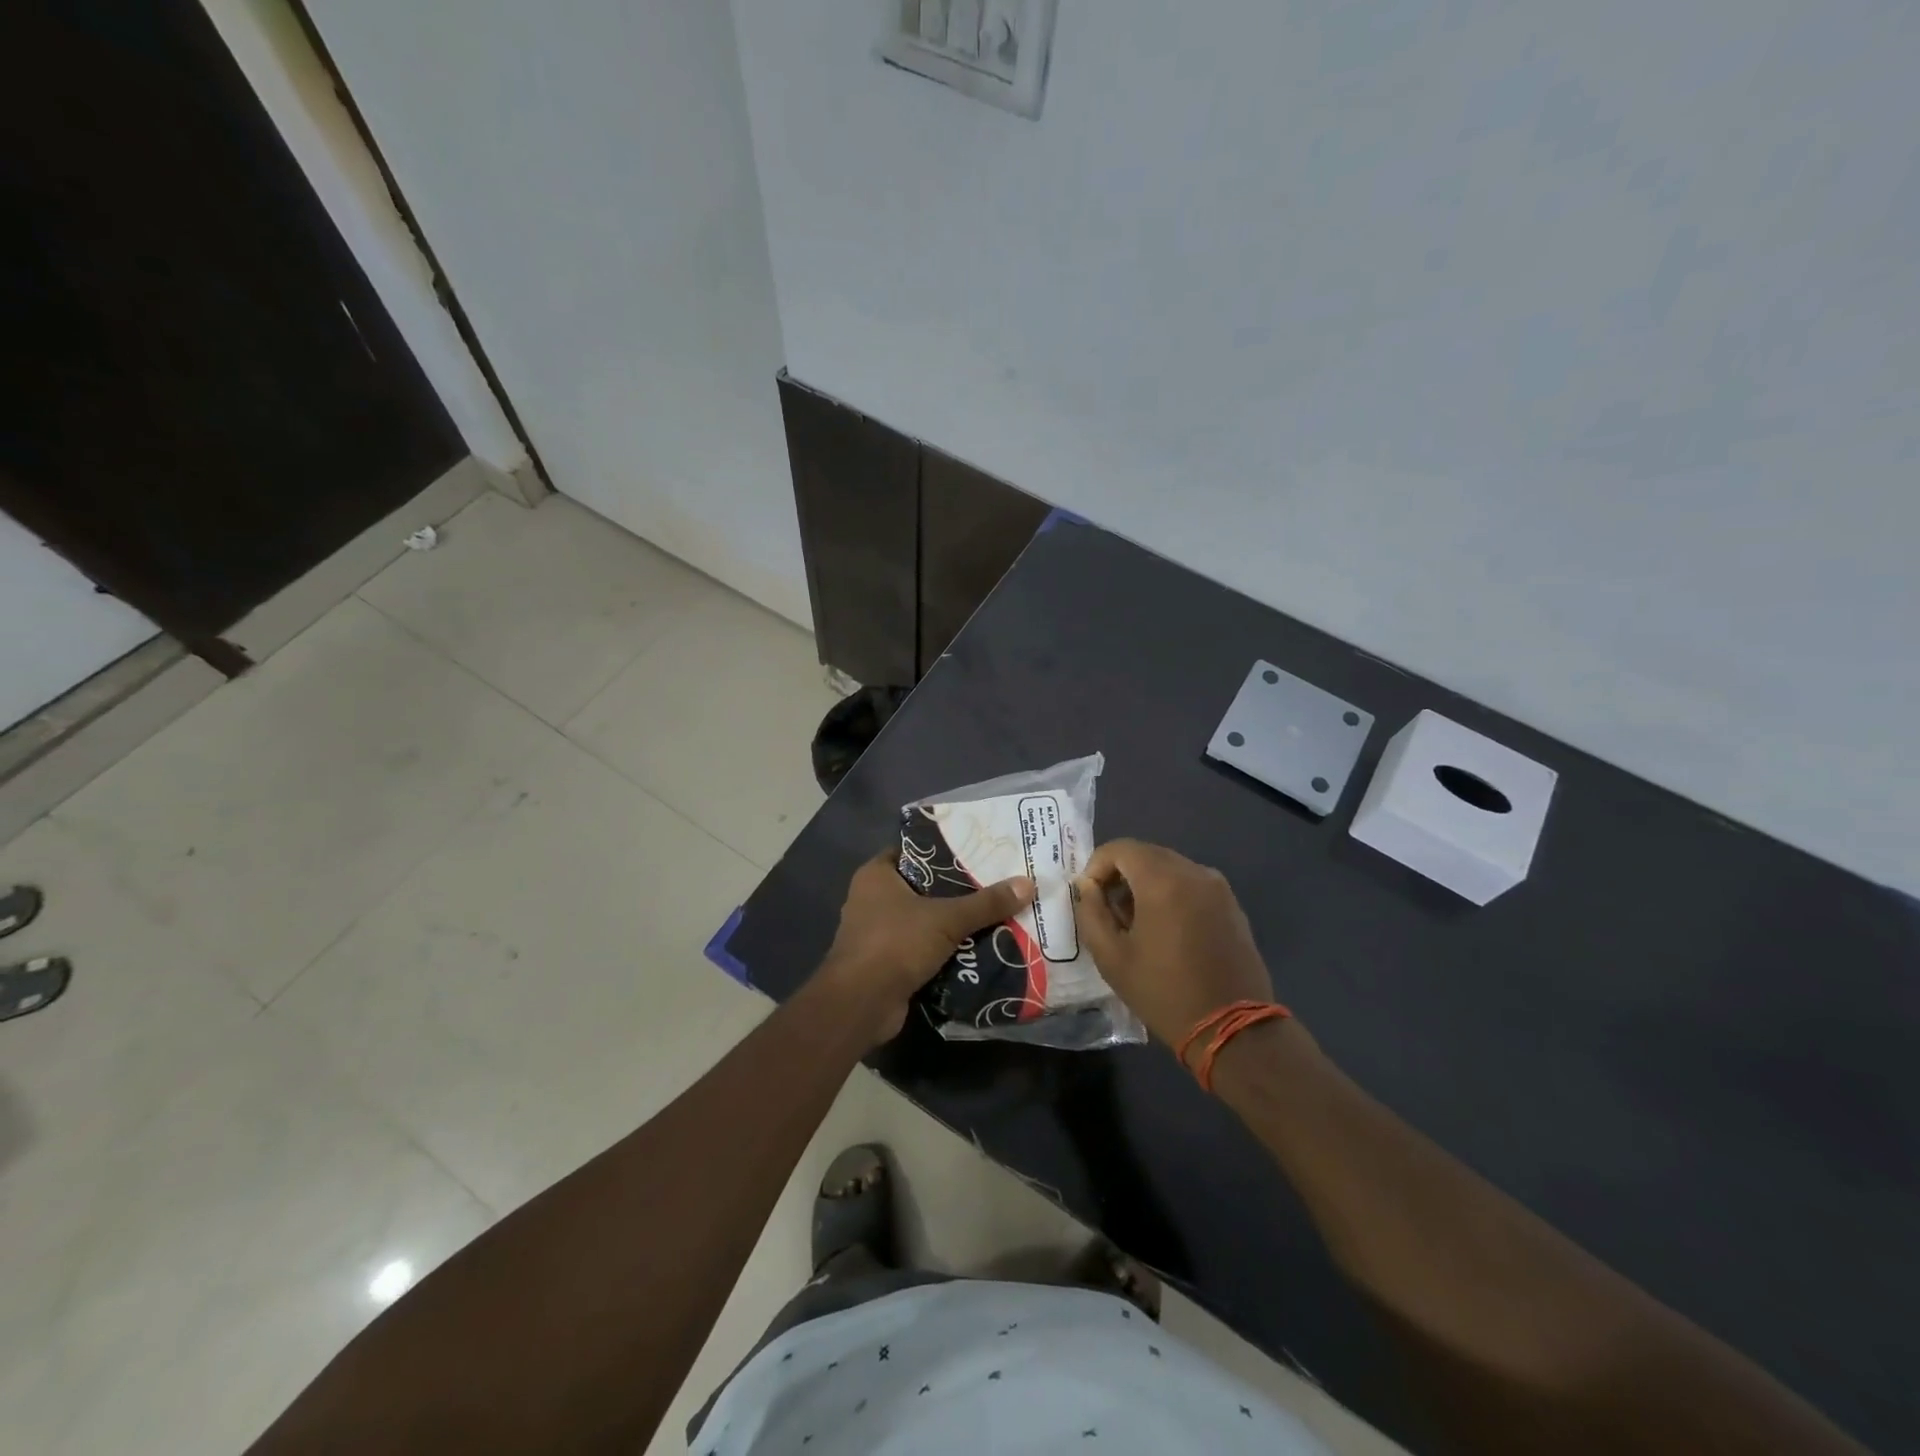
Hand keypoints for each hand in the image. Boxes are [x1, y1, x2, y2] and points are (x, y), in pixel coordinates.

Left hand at [817, 851, 1035, 1045]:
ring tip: (993, 915)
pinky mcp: (886, 963)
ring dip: (951, 923)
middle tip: (994, 883)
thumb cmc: (895, 944)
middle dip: (955, 890)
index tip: (977, 851)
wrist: (861, 1004)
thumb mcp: (946, 918)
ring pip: (923, 920)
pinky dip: (943, 950)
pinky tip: (976, 948)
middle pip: (922, 887)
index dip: (943, 850)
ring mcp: (876, 933)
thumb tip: (1028, 883)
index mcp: (876, 875)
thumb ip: (986, 903)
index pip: (913, 851)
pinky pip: (921, 948)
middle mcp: (871, 899)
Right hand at [1074, 840, 1275, 1055]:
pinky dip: (1171, 894)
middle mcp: (1194, 872)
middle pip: (1146, 854)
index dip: (1096, 866)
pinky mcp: (1232, 906)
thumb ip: (1091, 912)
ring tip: (1136, 924)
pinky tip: (1166, 932)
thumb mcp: (1111, 957)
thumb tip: (1088, 886)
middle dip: (1121, 875)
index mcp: (1163, 880)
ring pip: (1170, 868)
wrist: (1232, 1029)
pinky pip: (1192, 885)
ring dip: (1146, 885)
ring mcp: (1218, 888)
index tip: (1089, 897)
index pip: (1120, 848)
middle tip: (1108, 911)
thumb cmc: (1163, 992)